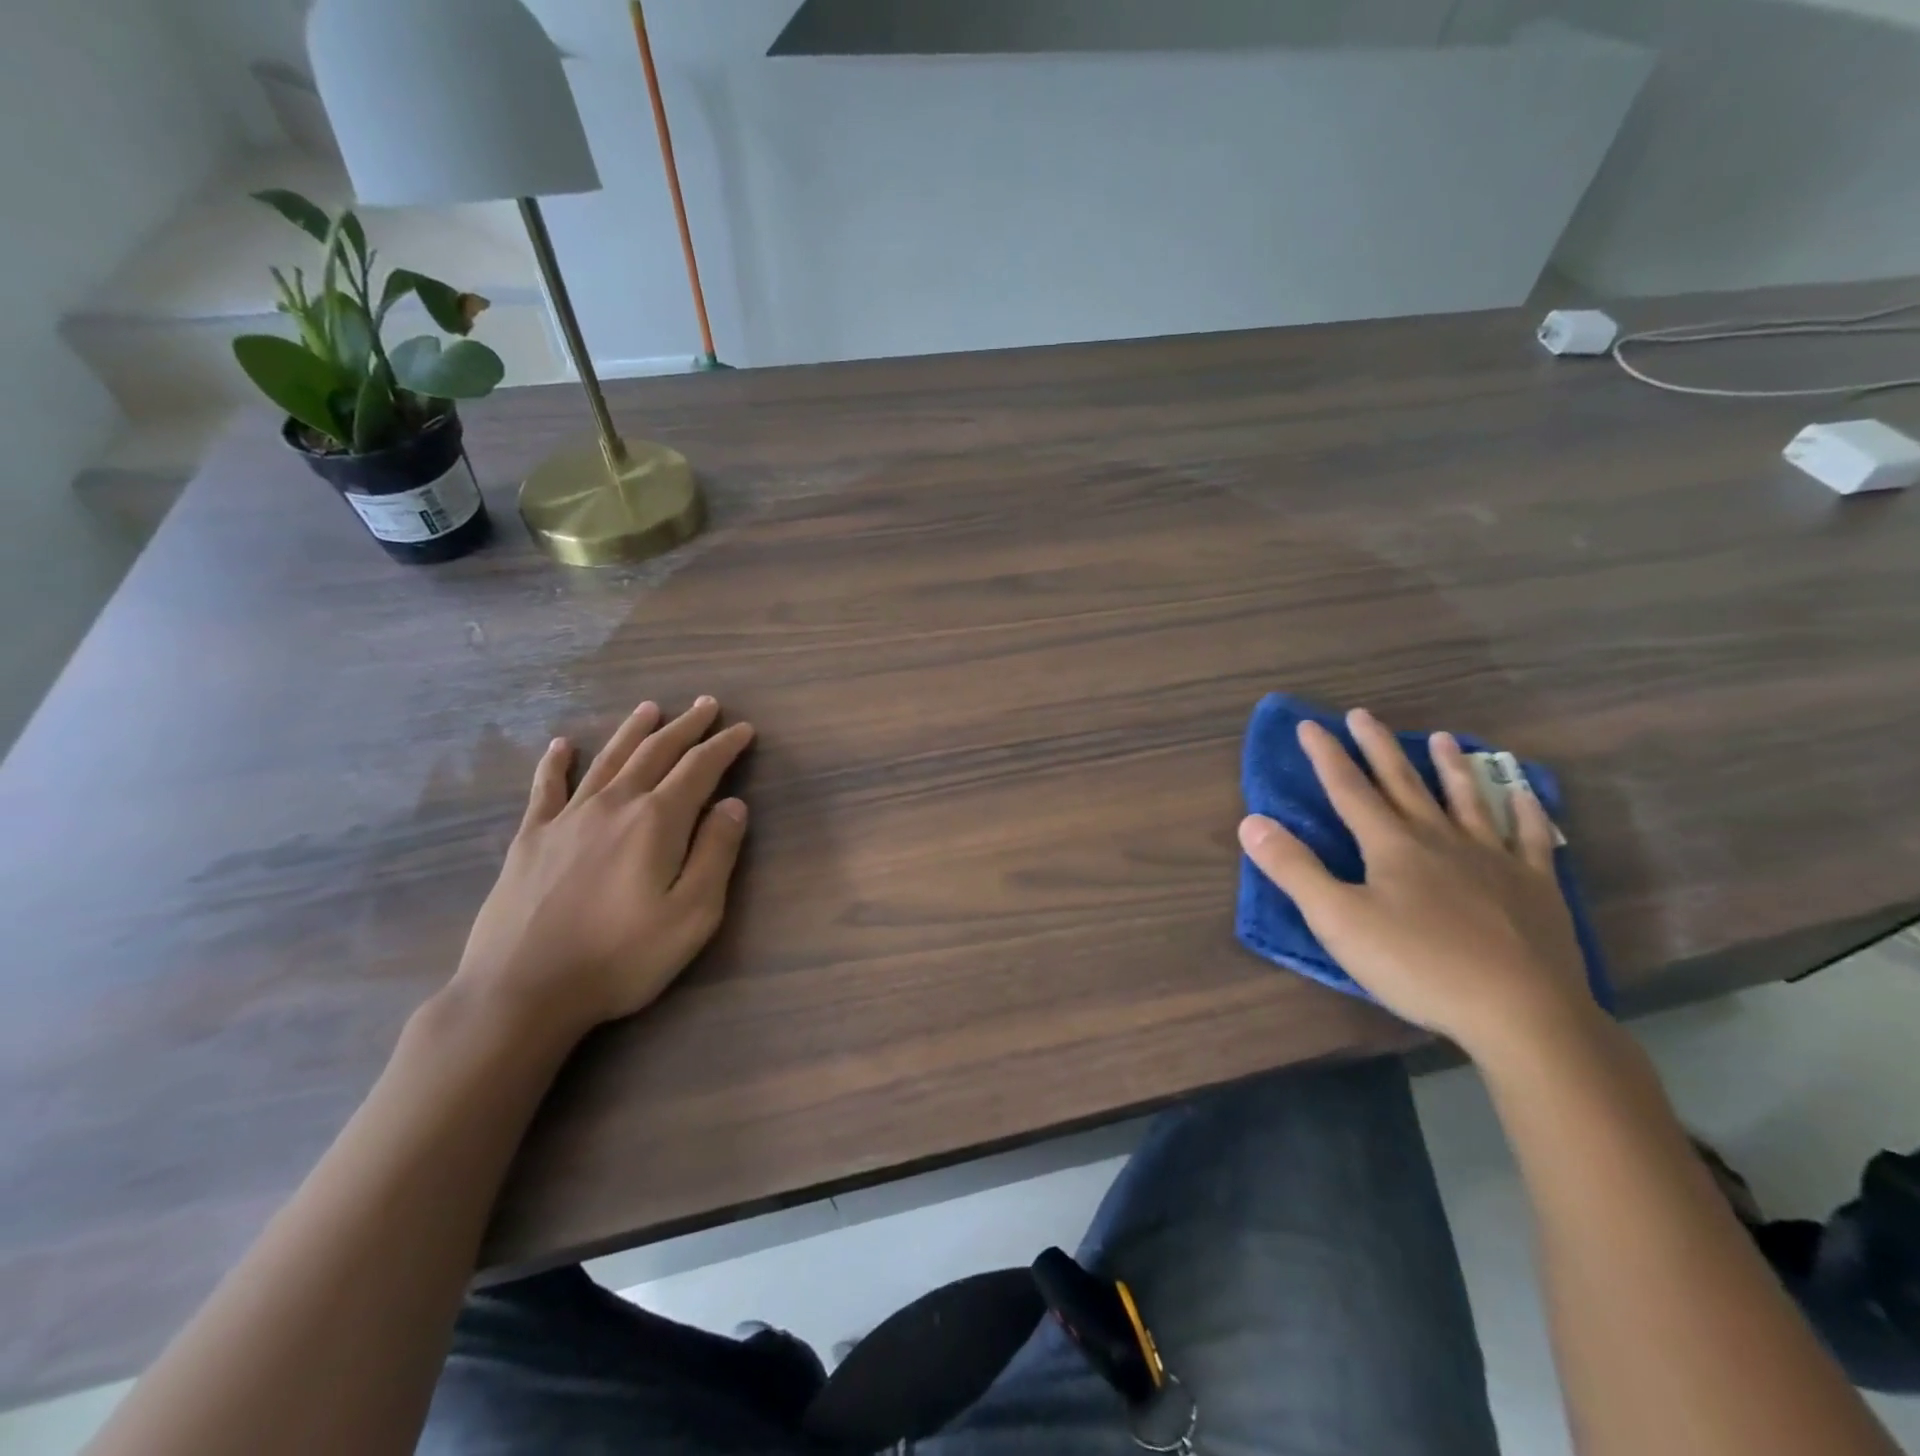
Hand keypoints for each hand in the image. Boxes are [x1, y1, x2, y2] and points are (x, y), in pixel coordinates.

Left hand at [453, 696, 753, 1039]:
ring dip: (633, 731)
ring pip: (608, 760)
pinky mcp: (531, 839)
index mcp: (657, 820)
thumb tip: (733, 804)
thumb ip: (716, 853)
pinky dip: (556, 763)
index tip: (743, 729)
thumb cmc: (621, 957)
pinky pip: (546, 789)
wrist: (521, 991)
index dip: (724, 746)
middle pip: (656, 752)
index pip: (700, 769)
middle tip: (706, 705)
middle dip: (686, 726)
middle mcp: (614, 805)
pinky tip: (563, 745)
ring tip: (650, 708)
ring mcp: (567, 819)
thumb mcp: (692, 915)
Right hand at [1238, 708, 1594, 1060]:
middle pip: (1403, 783)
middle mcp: (1440, 839)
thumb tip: (1251, 821)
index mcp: (1391, 846)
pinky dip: (1524, 811)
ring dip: (1451, 767)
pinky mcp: (1535, 887)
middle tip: (1363, 714)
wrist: (1521, 1012)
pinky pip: (1530, 838)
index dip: (1326, 756)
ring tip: (1442, 738)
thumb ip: (1294, 869)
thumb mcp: (1338, 921)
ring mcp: (1493, 859)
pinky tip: (1523, 793)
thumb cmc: (1418, 965)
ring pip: (1467, 800)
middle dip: (1378, 748)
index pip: (1349, 789)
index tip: (1309, 725)